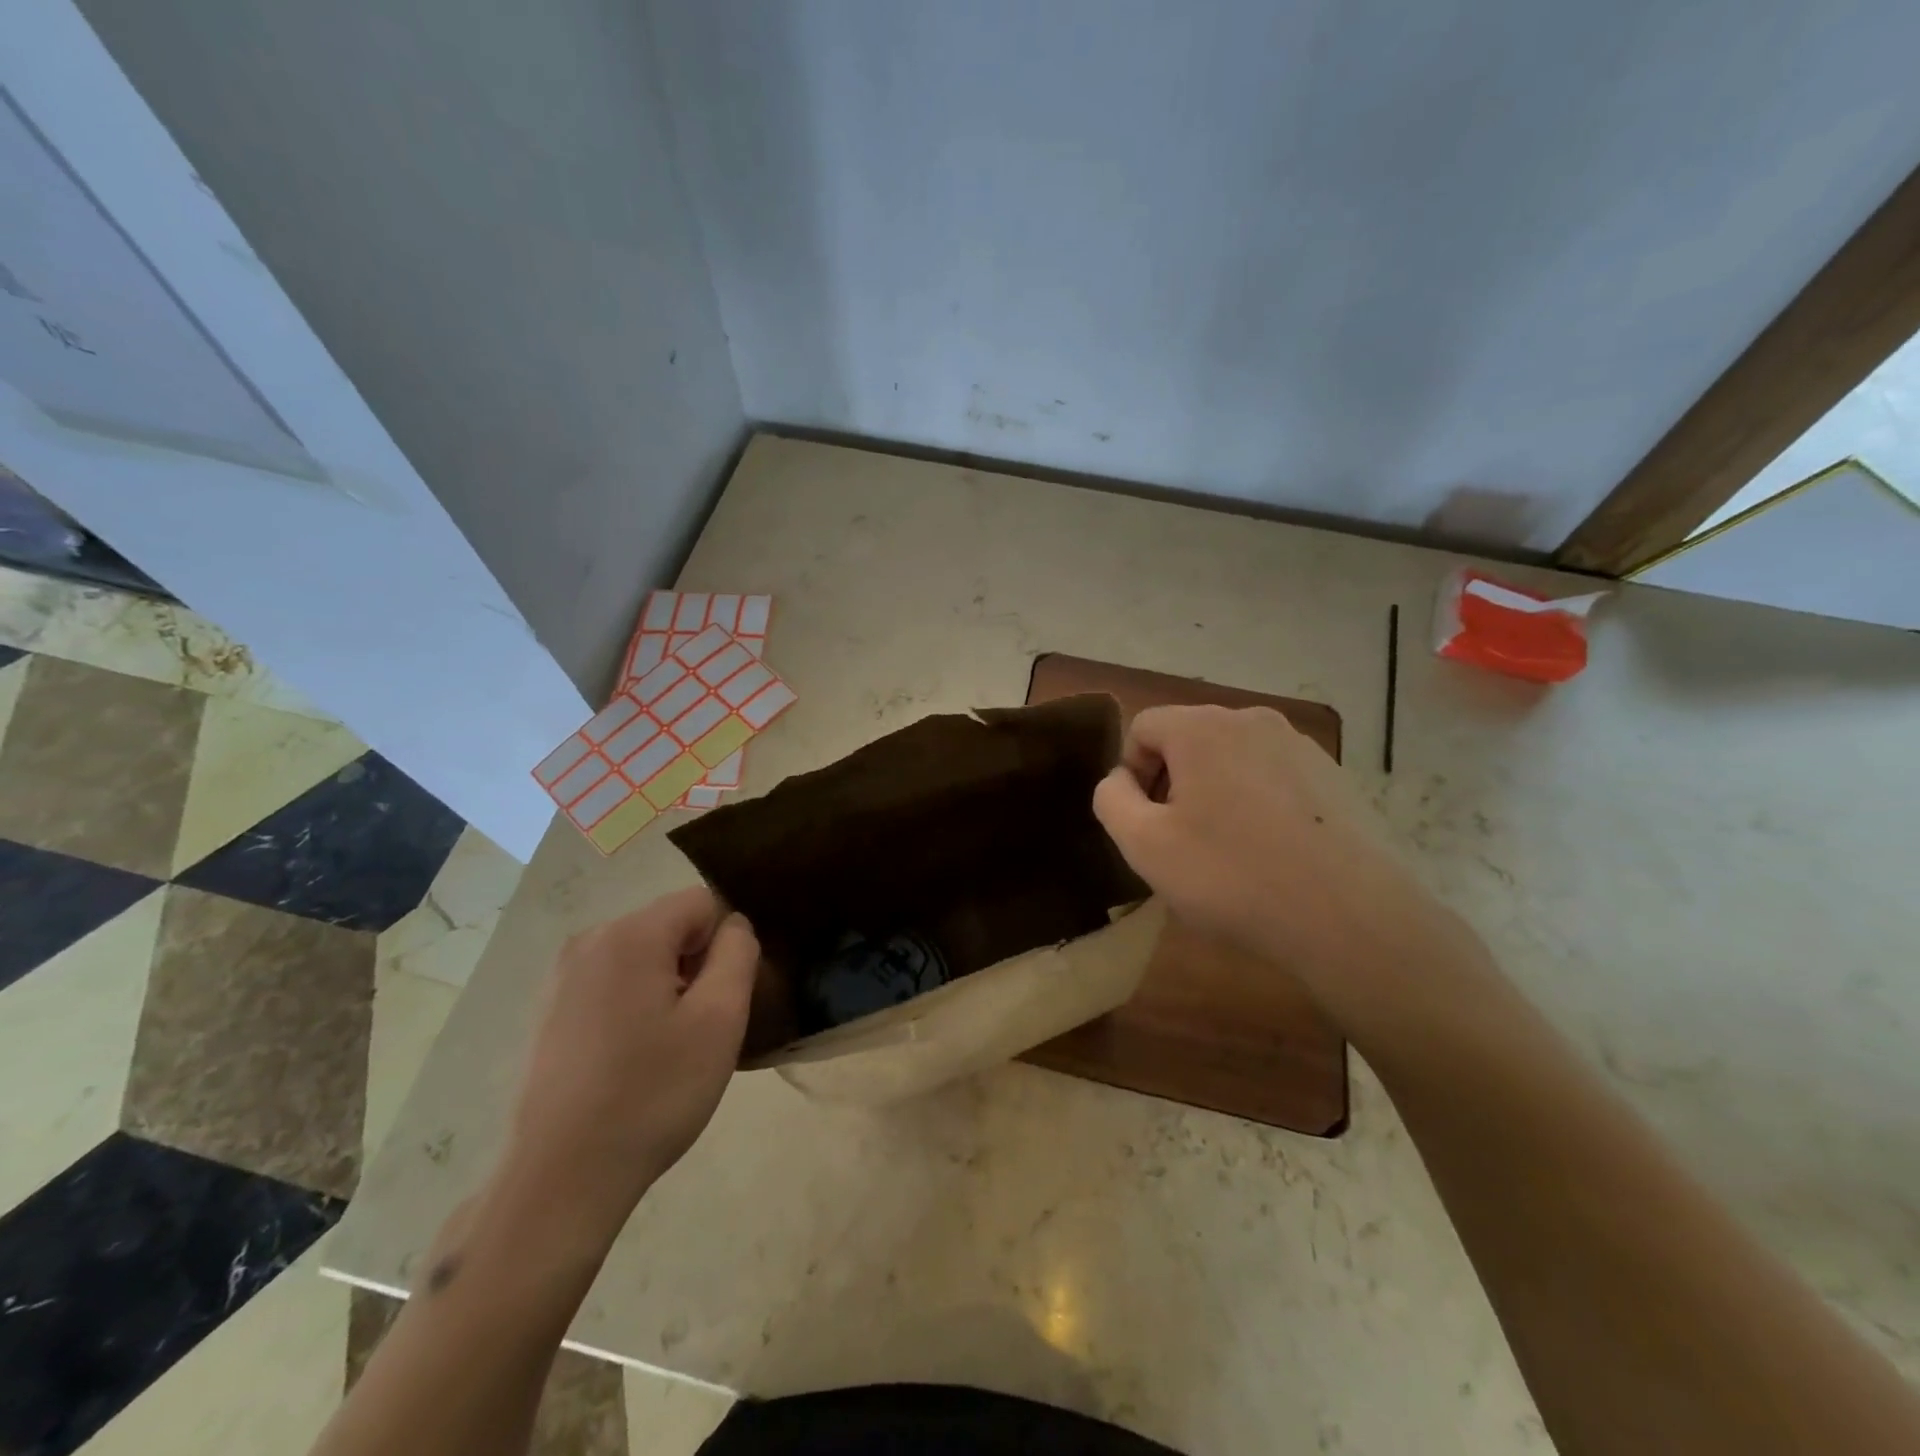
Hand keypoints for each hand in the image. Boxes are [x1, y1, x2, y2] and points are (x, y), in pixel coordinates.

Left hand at [498, 887, 757, 1243]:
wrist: (560, 1180)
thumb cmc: (652, 1093)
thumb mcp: (720, 1019)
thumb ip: (738, 953)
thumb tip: (734, 926)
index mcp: (630, 935)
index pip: (703, 903)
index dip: (726, 943)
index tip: (724, 997)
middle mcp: (589, 940)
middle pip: (670, 926)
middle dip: (696, 964)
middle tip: (701, 1027)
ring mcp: (561, 976)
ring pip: (642, 956)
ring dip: (668, 986)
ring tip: (669, 1047)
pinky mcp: (548, 1010)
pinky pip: (612, 982)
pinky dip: (635, 1004)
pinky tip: (633, 1058)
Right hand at [1092, 705, 1478, 1024]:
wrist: (1351, 918)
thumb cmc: (1232, 876)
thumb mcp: (1144, 845)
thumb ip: (1112, 800)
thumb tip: (1120, 780)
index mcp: (1203, 727)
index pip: (1143, 727)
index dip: (1130, 773)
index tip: (1143, 823)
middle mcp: (1253, 721)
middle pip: (1188, 741)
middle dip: (1173, 784)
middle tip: (1178, 842)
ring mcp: (1302, 747)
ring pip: (1233, 760)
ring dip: (1215, 795)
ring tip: (1227, 854)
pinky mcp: (1336, 777)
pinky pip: (1274, 780)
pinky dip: (1259, 806)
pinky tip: (1272, 855)